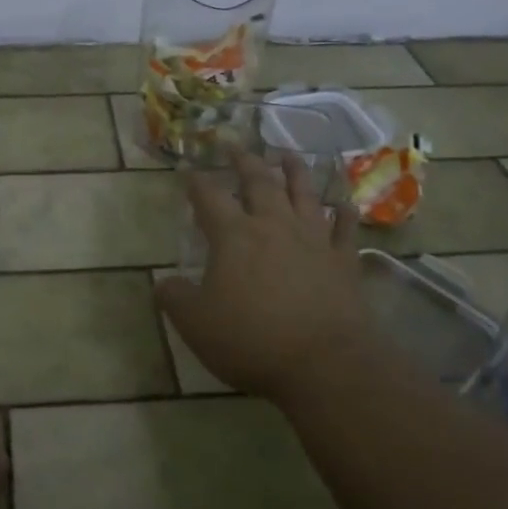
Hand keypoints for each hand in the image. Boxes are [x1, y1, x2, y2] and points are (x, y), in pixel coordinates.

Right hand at [157, 152, 383, 407]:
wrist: (323, 362)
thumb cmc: (251, 339)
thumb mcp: (195, 324)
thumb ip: (175, 298)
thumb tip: (162, 282)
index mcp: (233, 235)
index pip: (209, 197)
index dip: (197, 182)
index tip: (189, 171)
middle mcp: (273, 225)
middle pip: (258, 182)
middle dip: (244, 161)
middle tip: (236, 146)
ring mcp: (313, 239)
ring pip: (303, 193)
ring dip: (294, 171)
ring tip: (287, 154)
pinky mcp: (342, 260)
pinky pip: (345, 227)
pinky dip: (343, 212)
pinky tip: (343, 203)